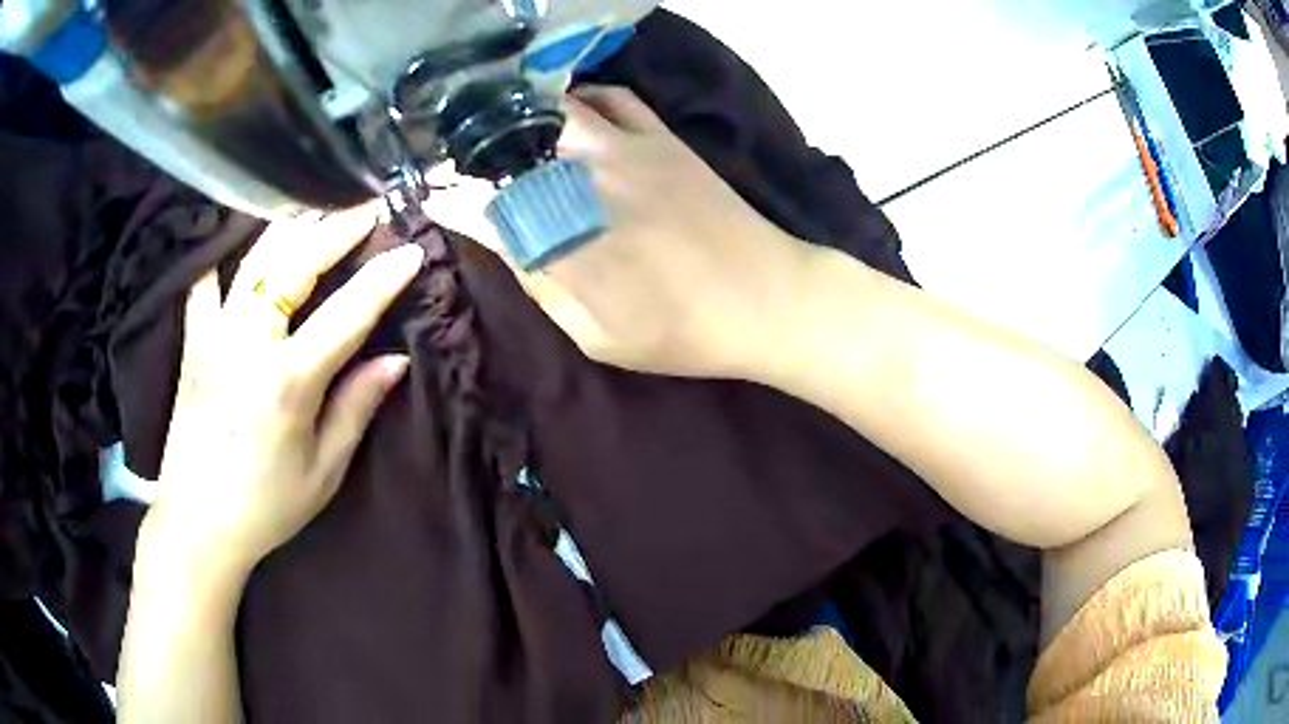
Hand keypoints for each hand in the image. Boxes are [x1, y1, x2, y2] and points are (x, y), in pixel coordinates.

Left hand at [143, 207, 423, 576]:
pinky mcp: (192, 339)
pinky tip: (241, 240)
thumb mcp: (323, 470)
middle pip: (295, 263)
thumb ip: (356, 407)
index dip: (383, 279)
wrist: (197, 523)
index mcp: (286, 381)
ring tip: (321, 208)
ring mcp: (213, 334)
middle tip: (368, 206)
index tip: (412, 252)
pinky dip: (226, 253)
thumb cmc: (265, 506)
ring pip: (253, 257)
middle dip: (337, 228)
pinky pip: (207, 280)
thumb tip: (394, 360)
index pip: (346, 314)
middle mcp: (247, 343)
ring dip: (293, 226)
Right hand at [427, 86, 811, 378]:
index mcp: (565, 241)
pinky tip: (571, 113)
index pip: (486, 206)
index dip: (452, 198)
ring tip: (504, 131)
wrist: (765, 298)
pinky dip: (584, 98)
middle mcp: (586, 183)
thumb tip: (497, 239)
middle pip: (511, 148)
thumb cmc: (681, 333)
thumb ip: (540, 283)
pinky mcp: (663, 138)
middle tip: (461, 160)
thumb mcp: (597, 335)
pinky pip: (614, 97)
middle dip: (474, 151)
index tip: (431, 195)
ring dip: (521, 117)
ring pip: (555, 110)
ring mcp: (627, 150)